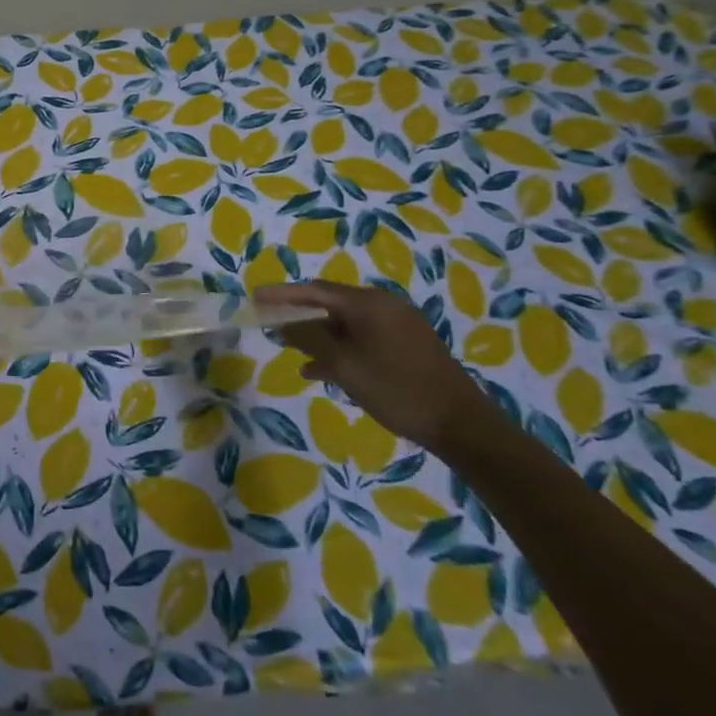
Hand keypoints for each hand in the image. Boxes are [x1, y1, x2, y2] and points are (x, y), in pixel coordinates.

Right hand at [257, 281, 491, 450]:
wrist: (461, 425)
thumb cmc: (396, 390)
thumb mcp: (344, 365)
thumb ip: (309, 339)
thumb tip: (281, 321)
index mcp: (368, 303)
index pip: (314, 290)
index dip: (281, 294)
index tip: (254, 297)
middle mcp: (383, 305)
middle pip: (330, 303)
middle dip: (298, 314)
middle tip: (268, 323)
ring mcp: (397, 325)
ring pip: (345, 323)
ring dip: (317, 334)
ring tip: (288, 348)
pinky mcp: (406, 345)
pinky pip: (362, 337)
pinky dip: (339, 348)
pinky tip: (320, 369)